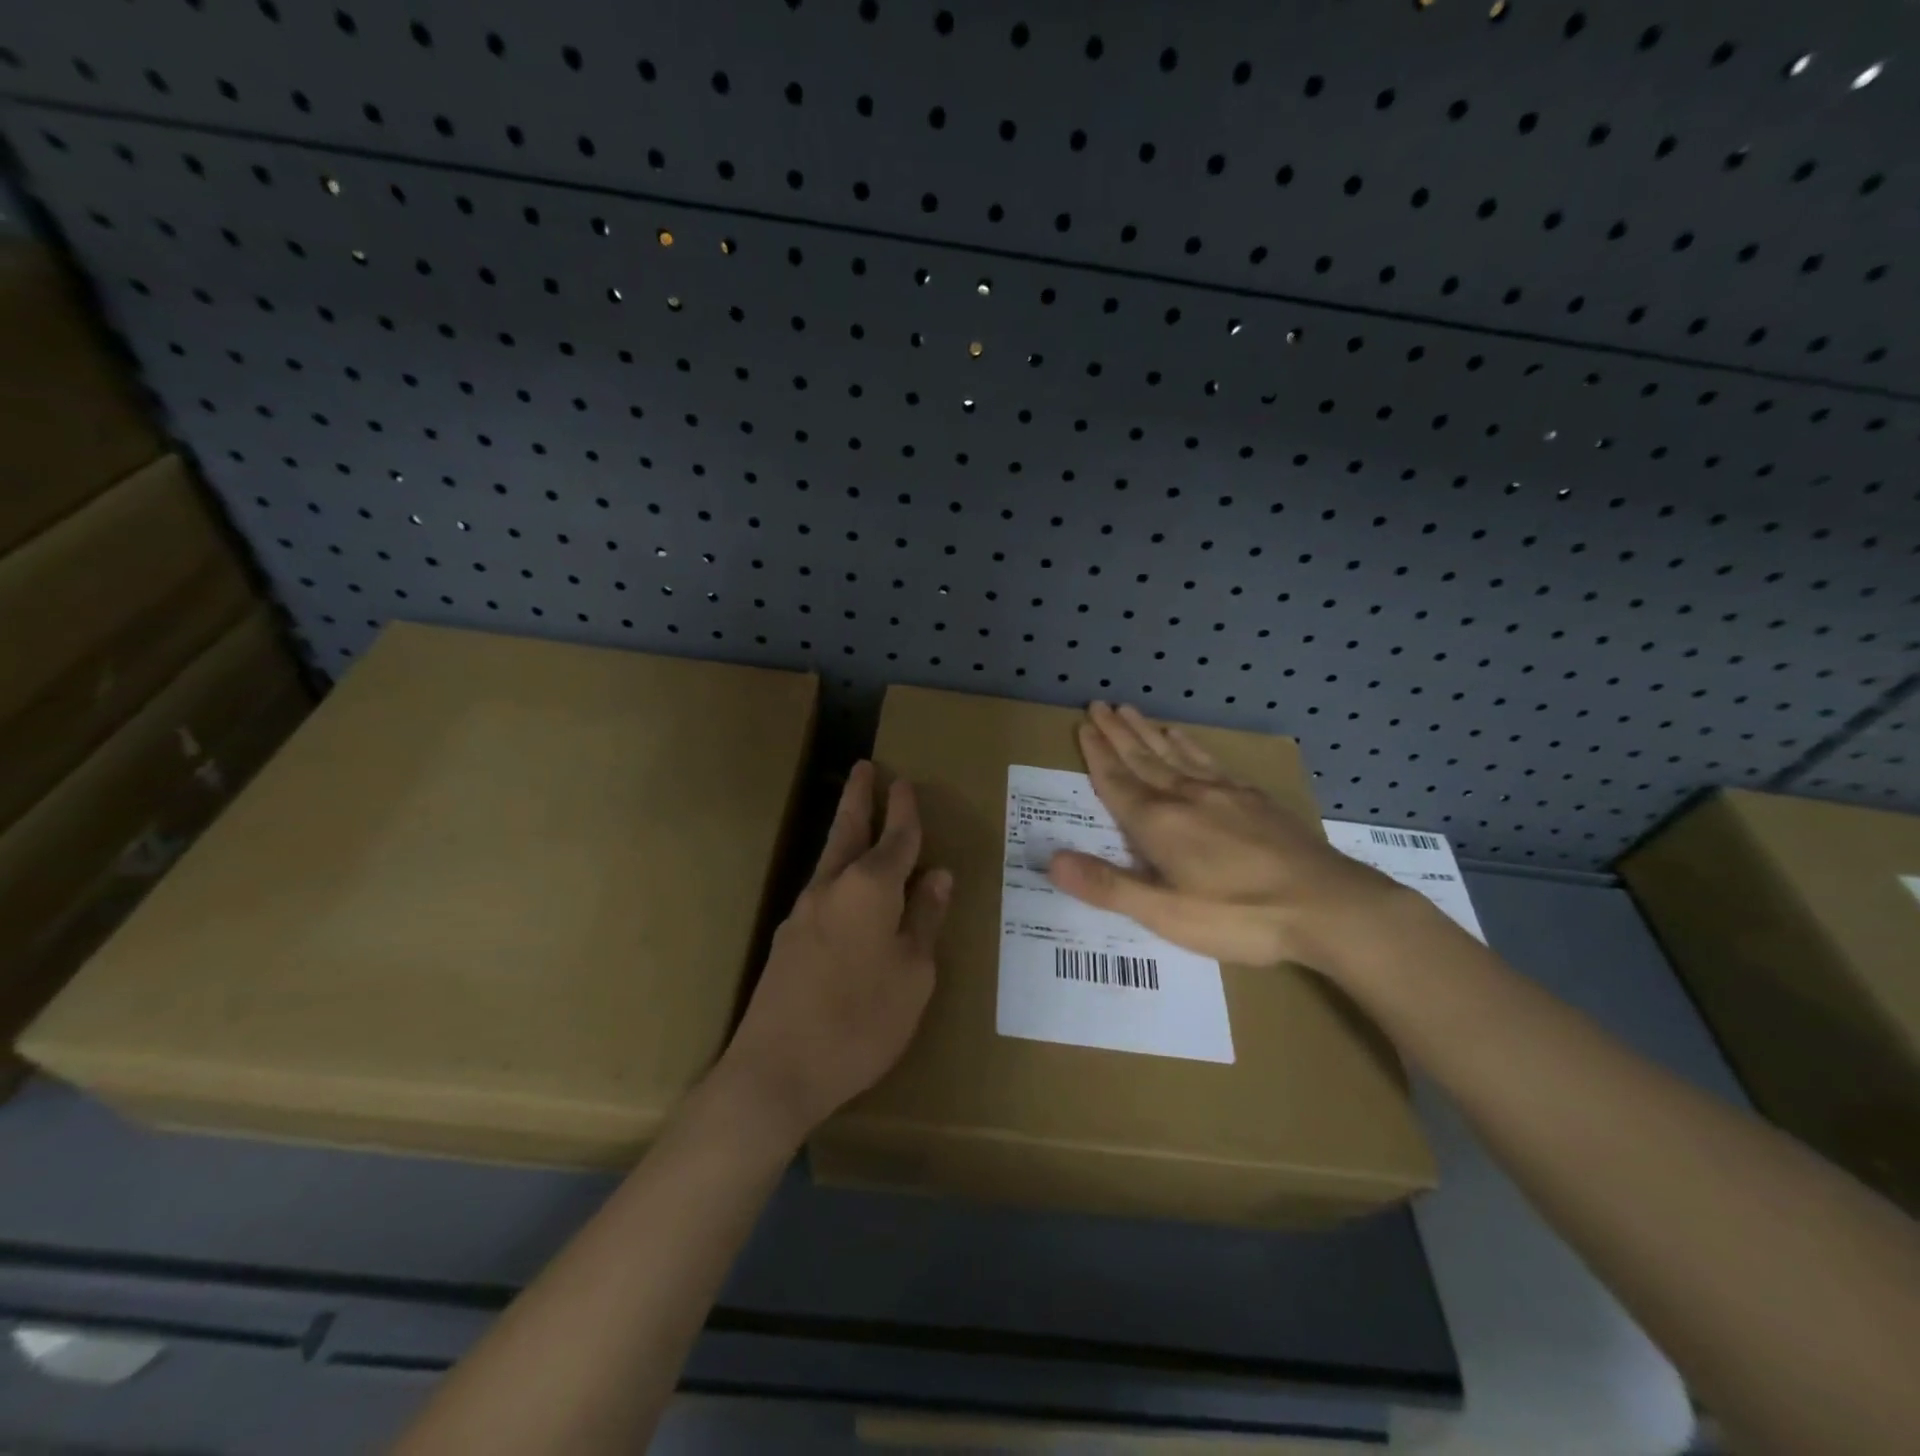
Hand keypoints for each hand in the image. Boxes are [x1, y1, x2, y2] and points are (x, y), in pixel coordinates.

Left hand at [717, 761, 950, 1142]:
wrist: (775, 1071)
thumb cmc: (861, 1021)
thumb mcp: (913, 974)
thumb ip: (924, 920)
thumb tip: (937, 876)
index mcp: (870, 888)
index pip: (896, 838)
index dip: (905, 810)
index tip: (906, 783)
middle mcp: (832, 887)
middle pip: (848, 829)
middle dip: (860, 797)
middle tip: (865, 768)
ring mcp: (803, 911)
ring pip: (830, 857)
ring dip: (846, 830)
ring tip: (858, 816)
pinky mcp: (788, 938)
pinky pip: (822, 889)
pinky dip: (839, 871)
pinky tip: (847, 889)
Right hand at [1046, 702, 1409, 970]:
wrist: (1326, 905)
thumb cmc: (1239, 916)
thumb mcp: (1165, 913)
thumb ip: (1107, 885)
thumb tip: (1052, 858)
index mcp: (1158, 824)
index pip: (1117, 781)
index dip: (1096, 754)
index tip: (1083, 724)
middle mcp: (1185, 797)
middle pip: (1142, 758)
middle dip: (1116, 733)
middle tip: (1097, 704)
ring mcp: (1222, 793)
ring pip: (1173, 753)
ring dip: (1147, 731)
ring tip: (1129, 710)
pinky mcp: (1252, 798)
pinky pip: (1208, 760)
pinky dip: (1188, 744)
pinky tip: (1182, 736)